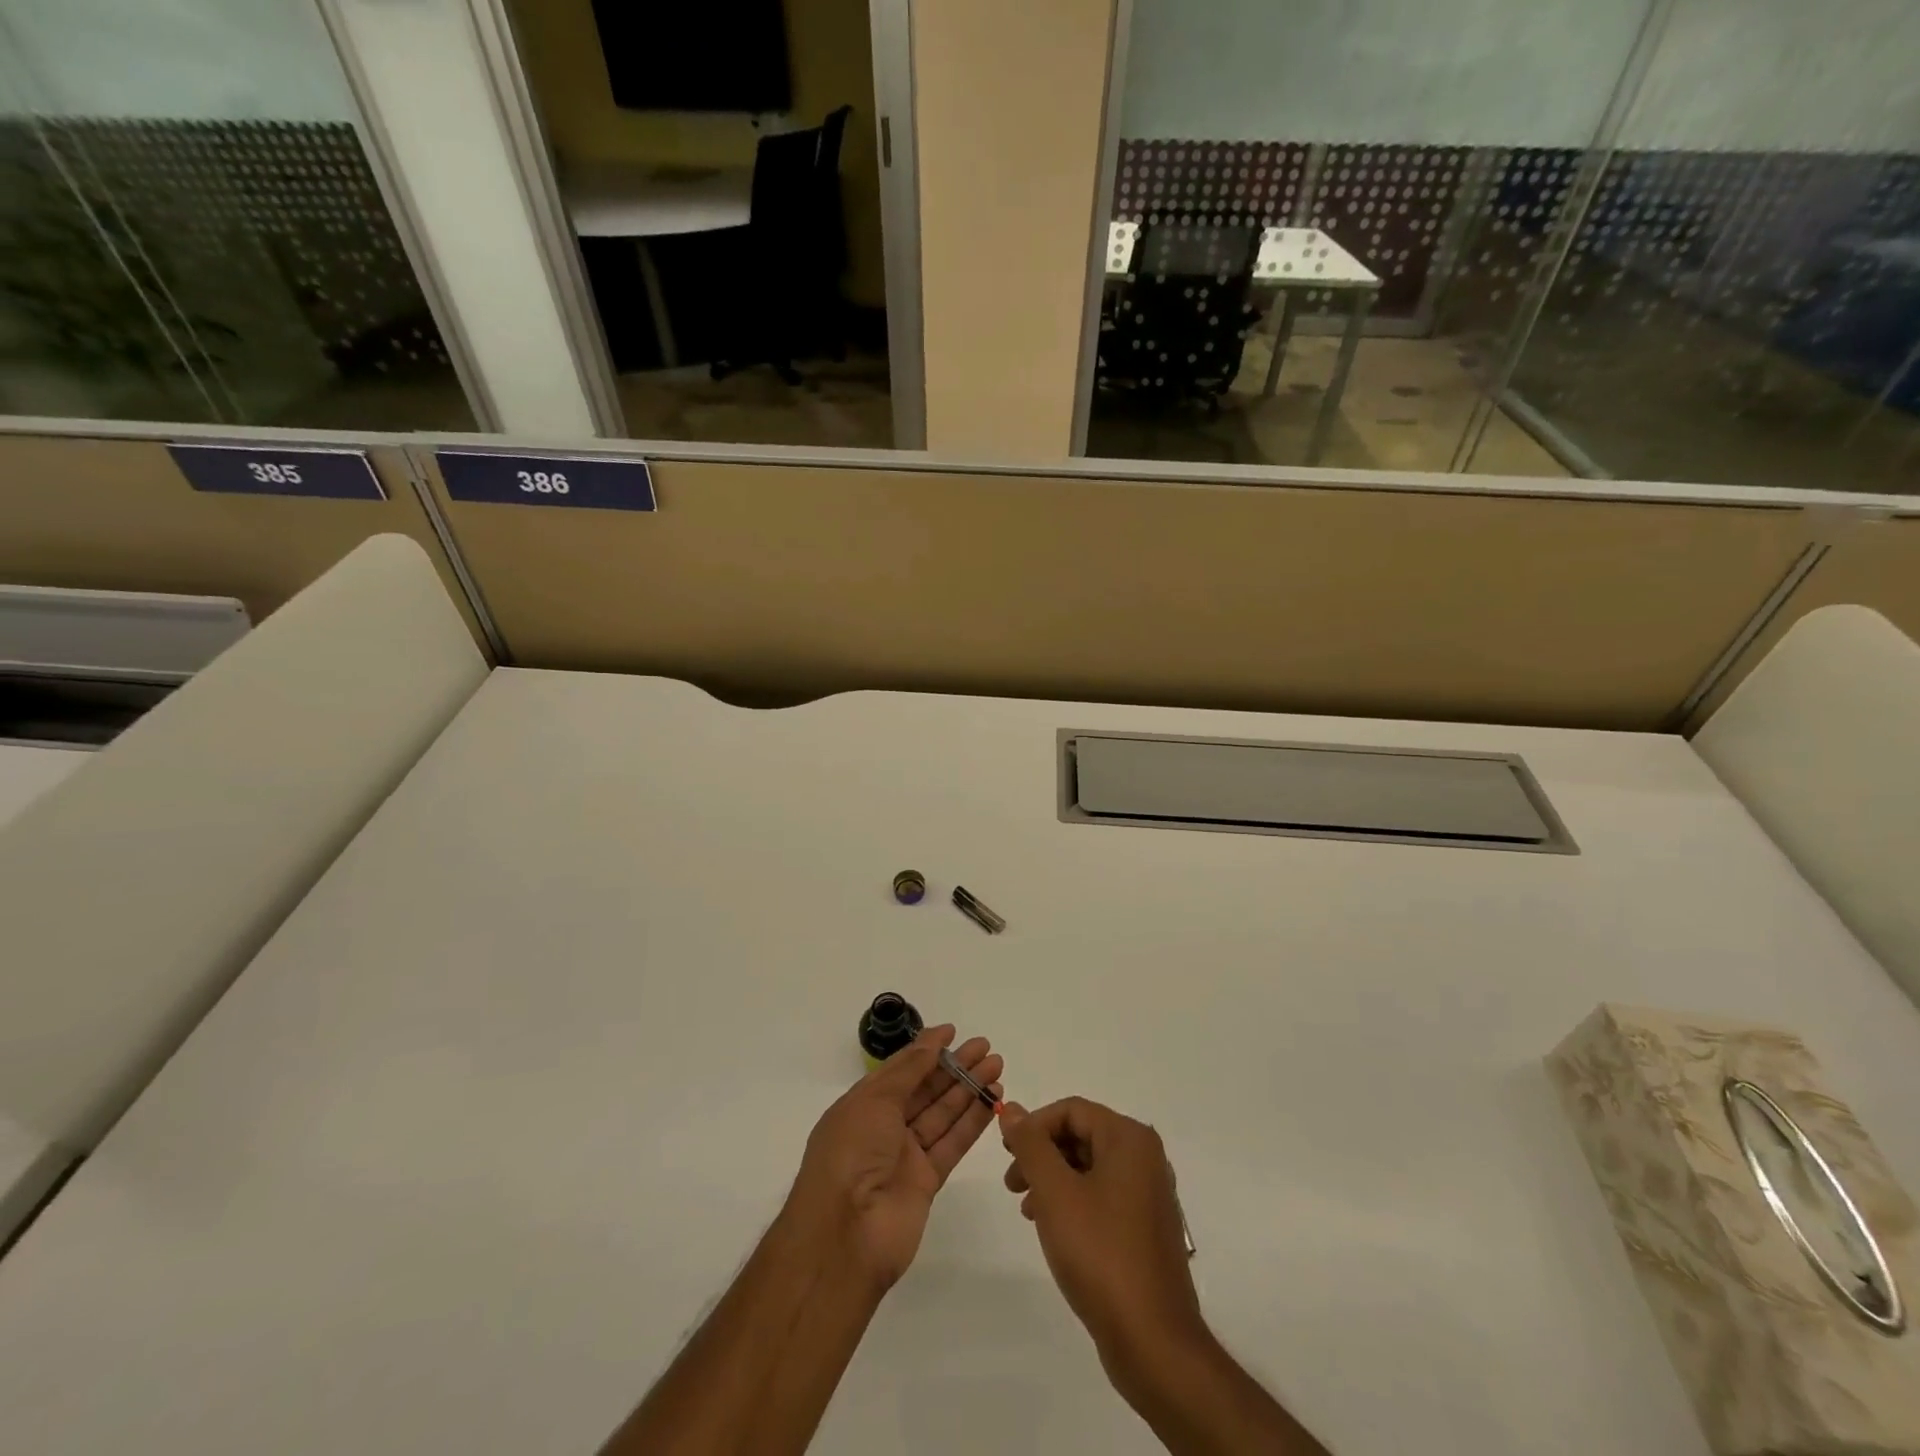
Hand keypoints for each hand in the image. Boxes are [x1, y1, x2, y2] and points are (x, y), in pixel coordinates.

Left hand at [785, 1025, 1003, 1289]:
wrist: (845, 1236)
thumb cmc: (851, 1154)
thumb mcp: (874, 1100)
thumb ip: (909, 1070)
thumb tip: (931, 1040)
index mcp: (863, 1105)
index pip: (900, 1069)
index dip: (926, 1050)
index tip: (953, 1032)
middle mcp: (884, 1127)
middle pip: (925, 1090)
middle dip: (955, 1067)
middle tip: (986, 1047)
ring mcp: (905, 1155)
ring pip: (942, 1114)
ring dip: (969, 1090)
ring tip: (997, 1067)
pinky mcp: (926, 1181)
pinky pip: (952, 1144)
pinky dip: (972, 1122)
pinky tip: (992, 1100)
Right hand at [1000, 1098, 1204, 1369]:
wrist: (1153, 1341)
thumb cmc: (1100, 1254)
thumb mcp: (1055, 1192)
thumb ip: (1031, 1145)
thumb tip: (1013, 1109)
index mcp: (1129, 1139)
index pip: (1072, 1110)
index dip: (1034, 1126)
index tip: (1006, 1152)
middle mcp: (1145, 1157)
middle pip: (1082, 1135)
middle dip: (1042, 1154)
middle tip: (1011, 1182)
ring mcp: (1149, 1194)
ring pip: (1090, 1167)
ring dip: (1053, 1180)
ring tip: (1026, 1209)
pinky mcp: (1146, 1228)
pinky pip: (1103, 1196)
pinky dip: (1073, 1202)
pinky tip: (1053, 1229)